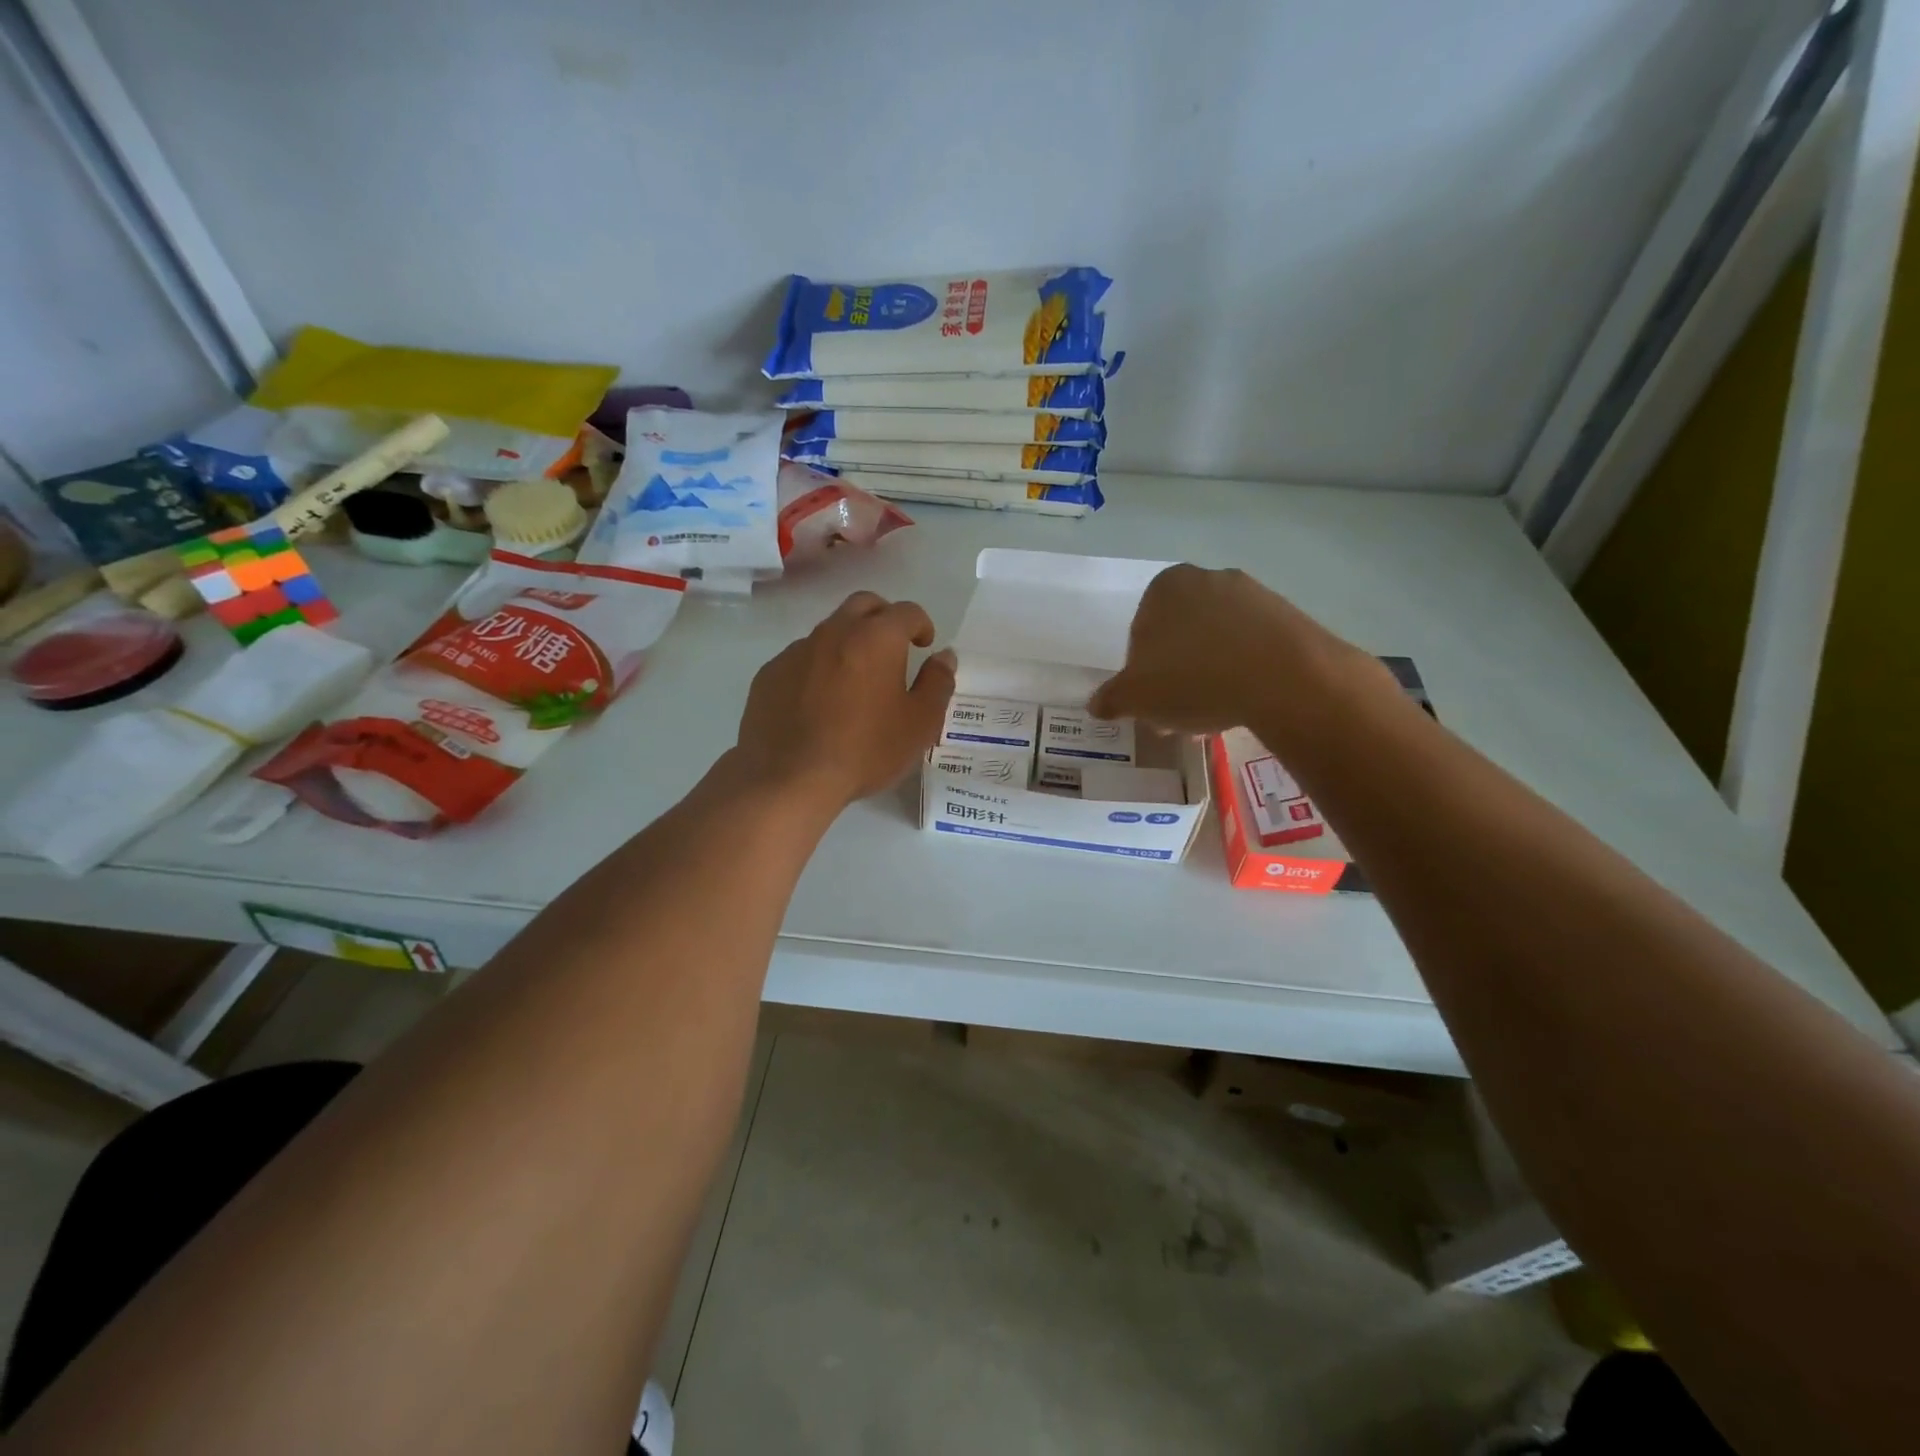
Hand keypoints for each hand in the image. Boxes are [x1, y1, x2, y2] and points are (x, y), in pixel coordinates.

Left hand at [732, 590, 955, 808]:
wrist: (789, 778)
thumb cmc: (865, 750)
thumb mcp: (919, 724)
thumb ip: (938, 683)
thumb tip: (944, 656)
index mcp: (876, 638)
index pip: (906, 611)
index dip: (921, 624)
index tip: (924, 645)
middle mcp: (834, 632)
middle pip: (863, 605)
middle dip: (883, 618)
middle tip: (892, 648)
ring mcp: (797, 651)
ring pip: (829, 631)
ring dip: (848, 643)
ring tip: (854, 682)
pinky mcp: (770, 673)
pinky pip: (801, 659)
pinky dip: (817, 669)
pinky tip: (819, 703)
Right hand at [1089, 564, 1373, 734]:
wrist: (1285, 678)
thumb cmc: (1193, 678)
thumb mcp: (1136, 697)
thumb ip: (1111, 698)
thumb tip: (1096, 704)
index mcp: (1165, 587)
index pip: (1141, 632)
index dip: (1141, 672)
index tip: (1151, 703)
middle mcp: (1207, 579)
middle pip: (1180, 635)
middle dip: (1175, 674)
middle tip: (1178, 714)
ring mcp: (1252, 594)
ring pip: (1216, 642)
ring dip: (1208, 675)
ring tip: (1213, 716)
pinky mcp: (1288, 616)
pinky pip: (1252, 648)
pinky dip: (1243, 673)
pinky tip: (1243, 704)